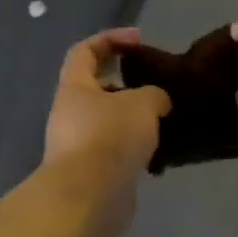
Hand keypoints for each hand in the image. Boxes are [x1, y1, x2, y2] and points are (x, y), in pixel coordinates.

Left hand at [43, 28, 170, 236]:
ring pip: (110, 121)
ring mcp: (80, 145)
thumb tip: (156, 101)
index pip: (85, 50)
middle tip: (157, 85)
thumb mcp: (142, 104)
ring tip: (165, 120)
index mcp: (75, 87)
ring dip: (135, 119)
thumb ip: (153, 94)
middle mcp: (71, 113)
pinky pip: (117, 151)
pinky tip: (160, 154)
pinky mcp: (93, 172)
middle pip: (98, 88)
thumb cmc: (110, 137)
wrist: (90, 197)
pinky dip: (137, 148)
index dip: (110, 39)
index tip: (138, 40)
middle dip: (128, 83)